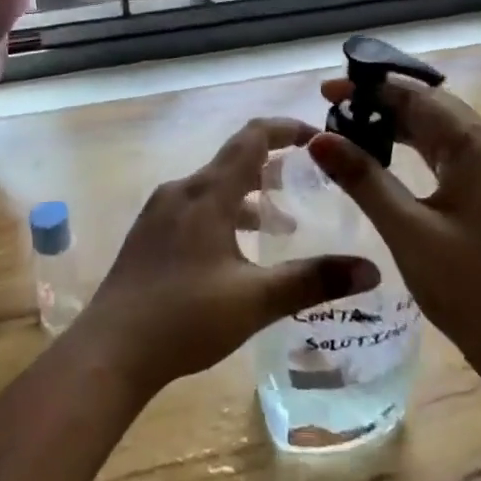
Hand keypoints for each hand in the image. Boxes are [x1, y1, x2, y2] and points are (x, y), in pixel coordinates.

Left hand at [80, 118, 380, 396]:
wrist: (109, 351)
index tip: (319, 139)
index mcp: (207, 193)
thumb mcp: (256, 301)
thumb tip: (371, 270)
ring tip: (281, 224)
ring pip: (214, 186)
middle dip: (274, 165)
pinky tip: (236, 251)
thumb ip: (314, 281)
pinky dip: (225, 212)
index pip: (253, 137)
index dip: (287, 129)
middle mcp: (182, 190)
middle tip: (309, 182)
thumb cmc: (185, 319)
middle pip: (234, 159)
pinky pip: (195, 206)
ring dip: (249, 195)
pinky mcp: (149, 232)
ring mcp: (159, 211)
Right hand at [307, 77, 480, 389]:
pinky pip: (453, 153)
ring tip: (352, 129)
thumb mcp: (406, 230)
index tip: (327, 90)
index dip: (370, 88)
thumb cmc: (467, 288)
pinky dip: (418, 148)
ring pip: (442, 129)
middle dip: (382, 102)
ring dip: (399, 125)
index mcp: (478, 146)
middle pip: (432, 107)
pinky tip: (389, 158)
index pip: (418, 97)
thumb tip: (318, 138)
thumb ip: (363, 178)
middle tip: (333, 110)